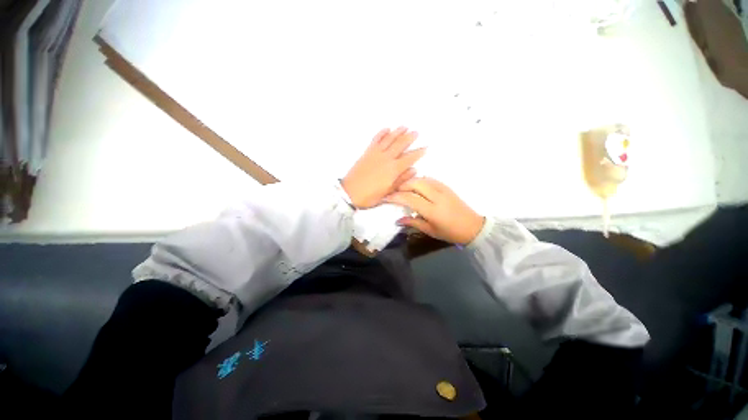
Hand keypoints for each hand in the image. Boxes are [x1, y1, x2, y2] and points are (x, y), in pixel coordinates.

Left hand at [341, 127, 425, 208]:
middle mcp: (386, 158)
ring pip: (389, 139)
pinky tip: (386, 129)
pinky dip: (381, 133)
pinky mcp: (367, 152)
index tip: (425, 147)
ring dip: (397, 132)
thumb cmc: (370, 196)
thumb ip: (402, 180)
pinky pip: (376, 139)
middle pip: (400, 144)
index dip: (418, 153)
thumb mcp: (388, 192)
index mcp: (393, 170)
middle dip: (409, 138)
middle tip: (416, 132)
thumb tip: (414, 170)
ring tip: (404, 127)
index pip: (409, 158)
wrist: (349, 193)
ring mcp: (376, 153)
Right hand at [386, 177, 484, 244]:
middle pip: (415, 184)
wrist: (473, 227)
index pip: (410, 199)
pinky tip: (416, 186)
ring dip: (410, 181)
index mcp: (432, 211)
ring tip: (402, 187)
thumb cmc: (450, 232)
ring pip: (422, 179)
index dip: (396, 197)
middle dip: (401, 185)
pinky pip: (430, 179)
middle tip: (393, 191)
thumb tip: (397, 220)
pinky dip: (420, 180)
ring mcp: (443, 189)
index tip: (386, 197)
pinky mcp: (447, 187)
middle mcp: (437, 197)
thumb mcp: (430, 231)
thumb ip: (413, 222)